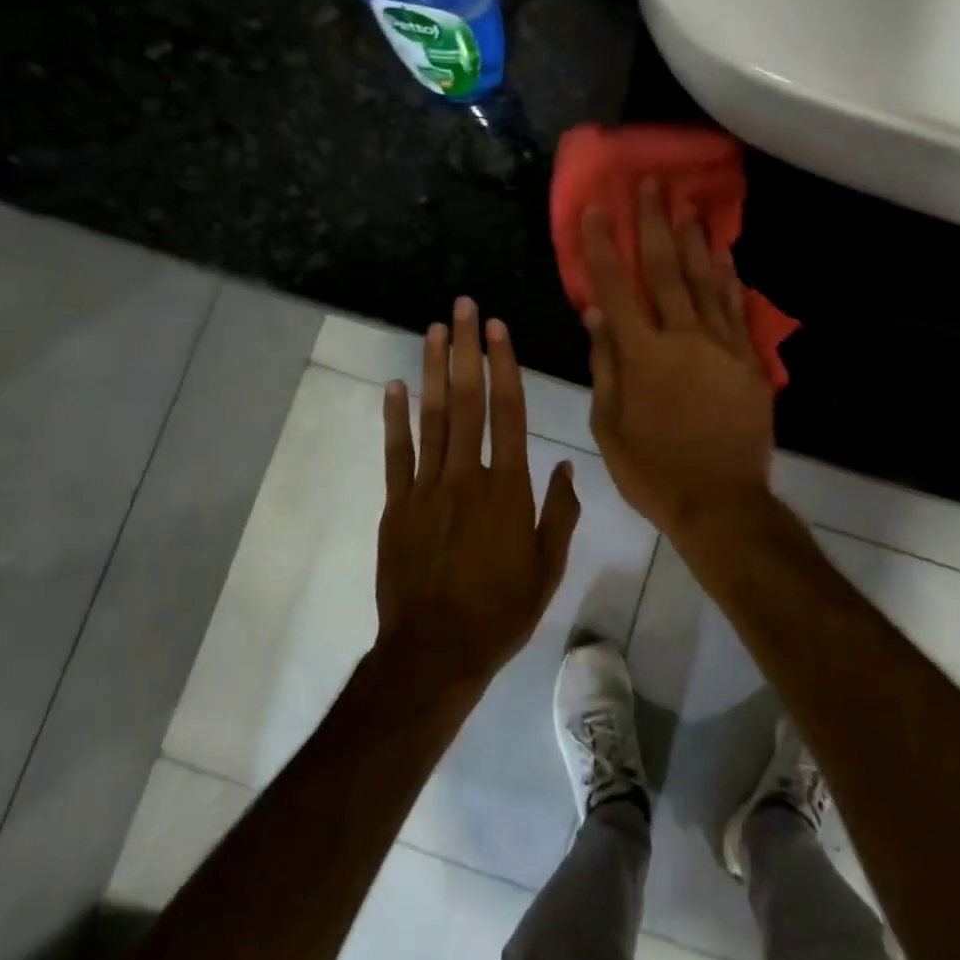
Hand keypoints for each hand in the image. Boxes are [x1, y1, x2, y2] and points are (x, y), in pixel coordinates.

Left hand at [376, 299, 580, 692]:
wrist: (436, 651)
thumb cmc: (501, 611)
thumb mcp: (548, 567)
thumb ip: (560, 512)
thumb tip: (565, 464)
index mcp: (509, 489)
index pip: (509, 413)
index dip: (504, 366)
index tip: (498, 329)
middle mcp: (467, 476)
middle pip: (467, 402)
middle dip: (466, 350)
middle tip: (463, 308)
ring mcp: (427, 489)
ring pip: (431, 418)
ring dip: (433, 371)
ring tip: (433, 330)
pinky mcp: (396, 506)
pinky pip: (396, 454)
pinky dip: (394, 419)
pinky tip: (394, 387)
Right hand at [581, 182, 775, 537]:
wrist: (720, 502)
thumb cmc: (652, 470)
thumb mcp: (610, 426)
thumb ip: (605, 366)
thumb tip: (596, 315)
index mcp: (642, 355)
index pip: (615, 289)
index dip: (603, 246)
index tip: (597, 208)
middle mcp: (684, 339)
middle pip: (665, 270)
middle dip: (653, 224)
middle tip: (650, 184)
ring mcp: (722, 347)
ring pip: (706, 282)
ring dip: (695, 240)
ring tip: (689, 205)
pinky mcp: (749, 362)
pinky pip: (737, 311)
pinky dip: (729, 280)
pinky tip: (724, 256)